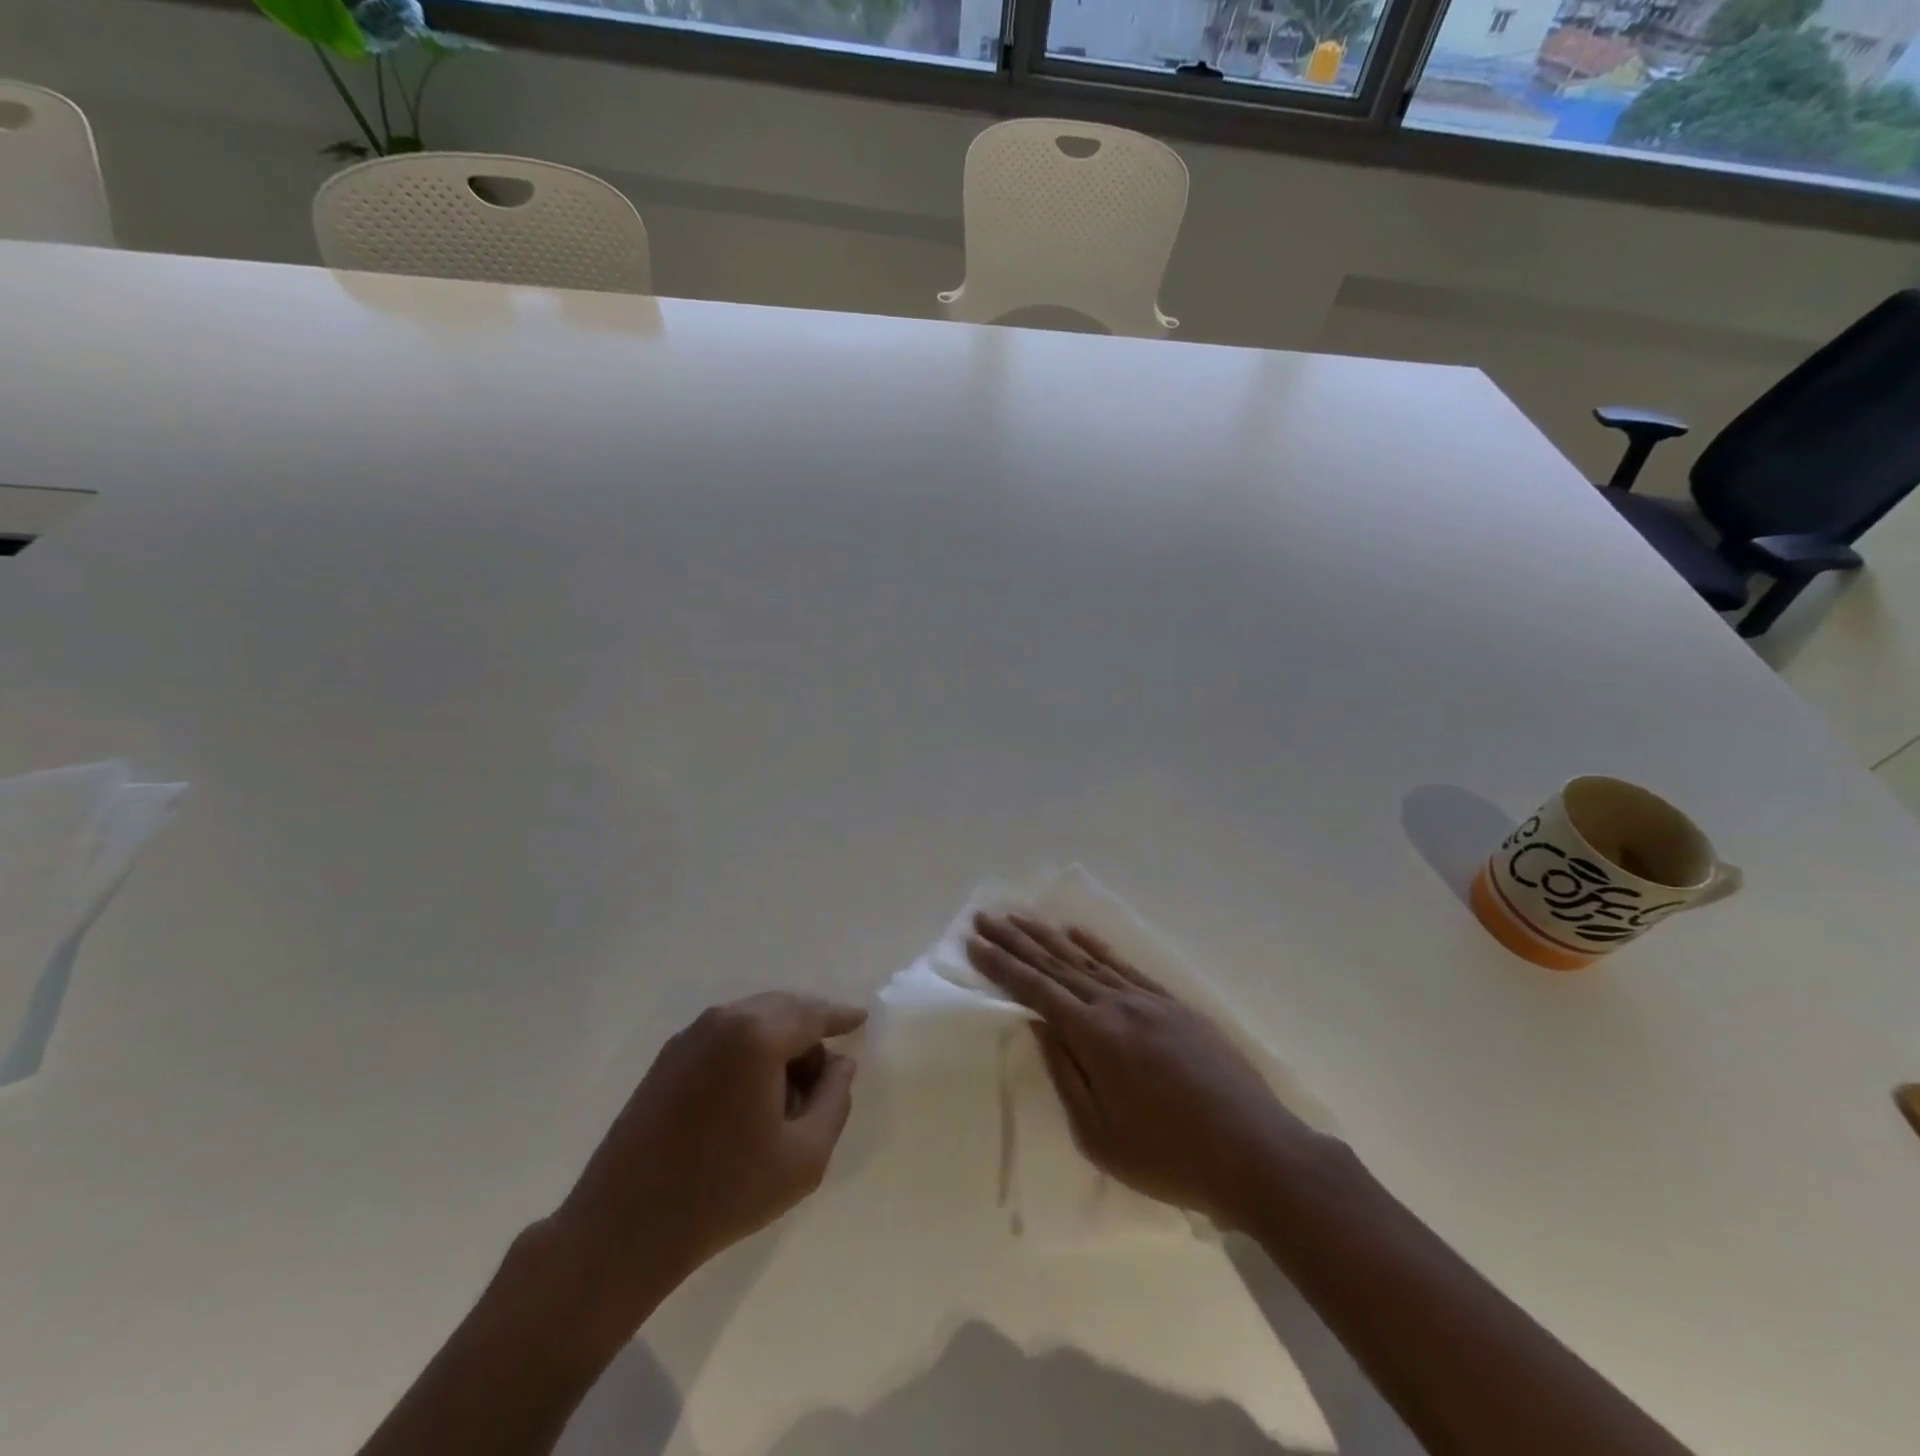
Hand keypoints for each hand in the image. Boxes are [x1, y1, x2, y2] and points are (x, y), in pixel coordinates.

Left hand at [556, 992, 866, 1295]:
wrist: (624, 1227)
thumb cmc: (724, 1192)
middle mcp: (723, 1020)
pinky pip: (725, 1036)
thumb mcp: (804, 1157)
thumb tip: (839, 1064)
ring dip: (779, 1041)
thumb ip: (835, 1100)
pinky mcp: (668, 1058)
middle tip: (826, 1073)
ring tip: (789, 1091)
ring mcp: (690, 1036)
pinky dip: (749, 1049)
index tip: (861, 1019)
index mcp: (757, 1036)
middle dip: (810, 1031)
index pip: (813, 1014)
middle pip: (783, 1009)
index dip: (841, 1017)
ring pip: (753, 1020)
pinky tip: (752, 1093)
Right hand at [968, 913, 1309, 1225]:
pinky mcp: (1174, 1004)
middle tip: (985, 918)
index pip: (1036, 990)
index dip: (1002, 966)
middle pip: (1057, 964)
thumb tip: (1041, 1026)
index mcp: (1095, 1036)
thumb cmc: (1169, 1157)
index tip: (974, 943)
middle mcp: (1117, 1004)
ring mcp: (1148, 999)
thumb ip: (1066, 1073)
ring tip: (1021, 918)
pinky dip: (1097, 946)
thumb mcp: (1100, 1134)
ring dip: (1049, 937)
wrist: (1255, 1152)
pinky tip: (1078, 934)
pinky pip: (1125, 965)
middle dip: (1017, 941)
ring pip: (1088, 959)